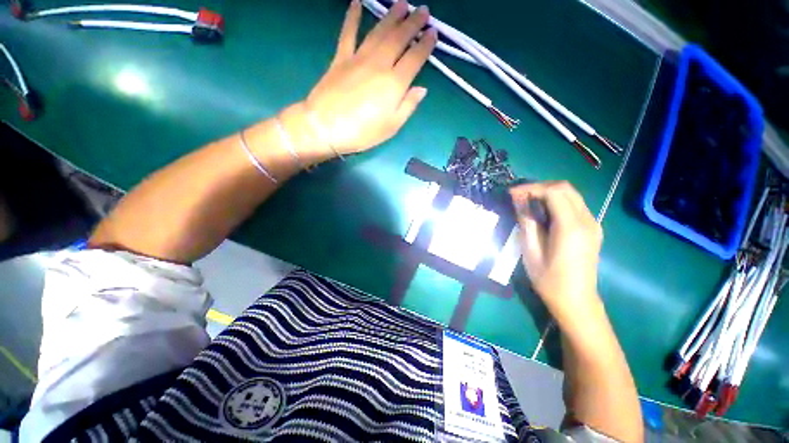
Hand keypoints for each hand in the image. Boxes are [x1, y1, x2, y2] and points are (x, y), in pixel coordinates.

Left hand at [304, 0, 436, 153]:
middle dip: (413, 23)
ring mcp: (359, 58)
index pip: (415, 58)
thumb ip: (408, 106)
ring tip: (402, 3)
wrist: (326, 127)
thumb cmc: (362, 132)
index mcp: (394, 83)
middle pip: (399, 38)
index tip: (433, 33)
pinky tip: (357, 3)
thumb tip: (422, 89)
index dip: (426, 44)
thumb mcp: (391, 126)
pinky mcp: (341, 58)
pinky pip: (348, 33)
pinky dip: (353, 17)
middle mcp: (379, 64)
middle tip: (423, 10)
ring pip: (379, 31)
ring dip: (392, 15)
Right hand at [510, 181, 602, 317]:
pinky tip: (542, 211)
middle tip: (518, 195)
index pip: (553, 192)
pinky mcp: (592, 229)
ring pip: (571, 194)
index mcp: (571, 227)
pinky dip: (556, 201)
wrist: (576, 301)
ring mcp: (593, 224)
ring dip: (548, 192)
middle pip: (565, 188)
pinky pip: (574, 205)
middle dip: (539, 186)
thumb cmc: (549, 280)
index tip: (511, 193)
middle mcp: (587, 220)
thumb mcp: (530, 251)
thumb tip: (518, 200)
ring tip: (527, 201)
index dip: (530, 188)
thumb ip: (526, 221)